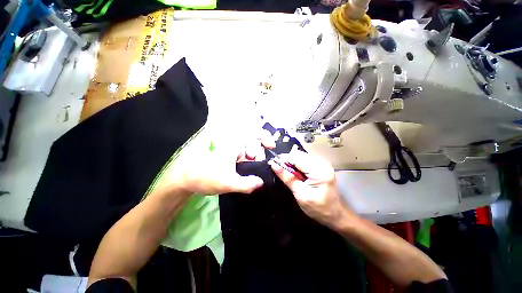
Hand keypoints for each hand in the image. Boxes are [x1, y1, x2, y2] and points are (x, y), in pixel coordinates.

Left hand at [161, 129, 274, 195]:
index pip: (253, 133)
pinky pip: (244, 155)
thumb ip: (247, 184)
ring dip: (254, 158)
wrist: (186, 180)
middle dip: (259, 152)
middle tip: (256, 164)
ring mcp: (232, 149)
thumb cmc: (205, 178)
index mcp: (233, 144)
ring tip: (251, 169)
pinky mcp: (230, 155)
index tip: (271, 146)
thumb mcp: (228, 183)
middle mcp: (233, 143)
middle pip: (254, 141)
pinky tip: (248, 169)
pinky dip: (249, 161)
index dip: (264, 136)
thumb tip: (261, 182)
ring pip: (250, 149)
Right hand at [268, 150, 349, 227]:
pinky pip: (305, 160)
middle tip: (278, 169)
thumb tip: (274, 164)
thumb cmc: (318, 208)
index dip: (283, 159)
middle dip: (287, 160)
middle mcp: (322, 162)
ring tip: (286, 172)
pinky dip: (297, 164)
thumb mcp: (300, 194)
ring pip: (301, 156)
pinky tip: (295, 172)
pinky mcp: (321, 165)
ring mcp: (323, 163)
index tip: (272, 163)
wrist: (335, 214)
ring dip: (292, 162)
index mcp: (319, 170)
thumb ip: (287, 178)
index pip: (296, 158)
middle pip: (299, 155)